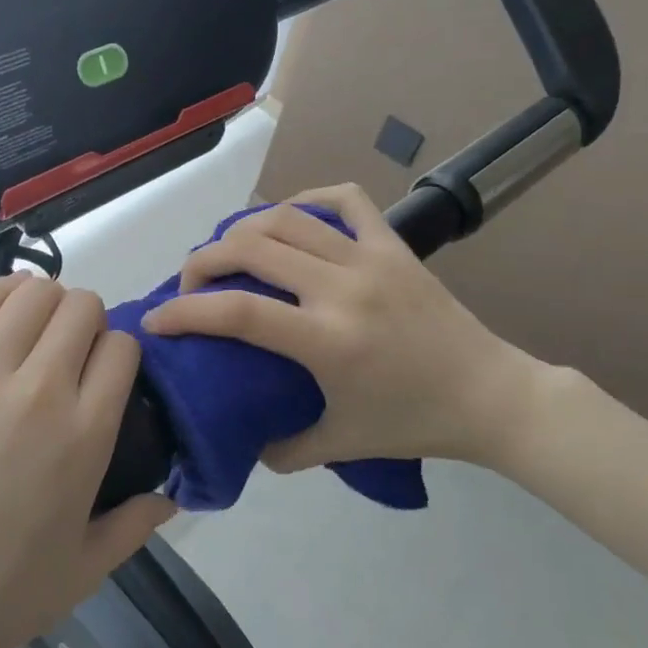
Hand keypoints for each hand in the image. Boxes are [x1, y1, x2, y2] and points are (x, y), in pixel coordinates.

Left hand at [0, 275, 173, 647]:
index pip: (122, 347)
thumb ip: (138, 523)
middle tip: (68, 354)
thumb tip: (173, 495)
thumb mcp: (88, 569)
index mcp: (85, 435)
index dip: (119, 353)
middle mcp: (37, 392)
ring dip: (44, 303)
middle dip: (86, 322)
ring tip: (32, 334)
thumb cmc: (1, 597)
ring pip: (30, 293)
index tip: (104, 374)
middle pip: (81, 308)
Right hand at [142, 184, 542, 473]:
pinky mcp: (394, 244)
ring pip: (287, 218)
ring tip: (229, 251)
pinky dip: (308, 198)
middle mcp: (342, 288)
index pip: (237, 312)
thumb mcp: (342, 445)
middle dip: (203, 260)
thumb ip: (285, 448)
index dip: (185, 312)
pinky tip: (290, 216)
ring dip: (243, 228)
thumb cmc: (415, 422)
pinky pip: (344, 200)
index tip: (156, 321)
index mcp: (327, 341)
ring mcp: (370, 258)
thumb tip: (246, 443)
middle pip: (251, 248)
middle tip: (190, 282)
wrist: (491, 395)